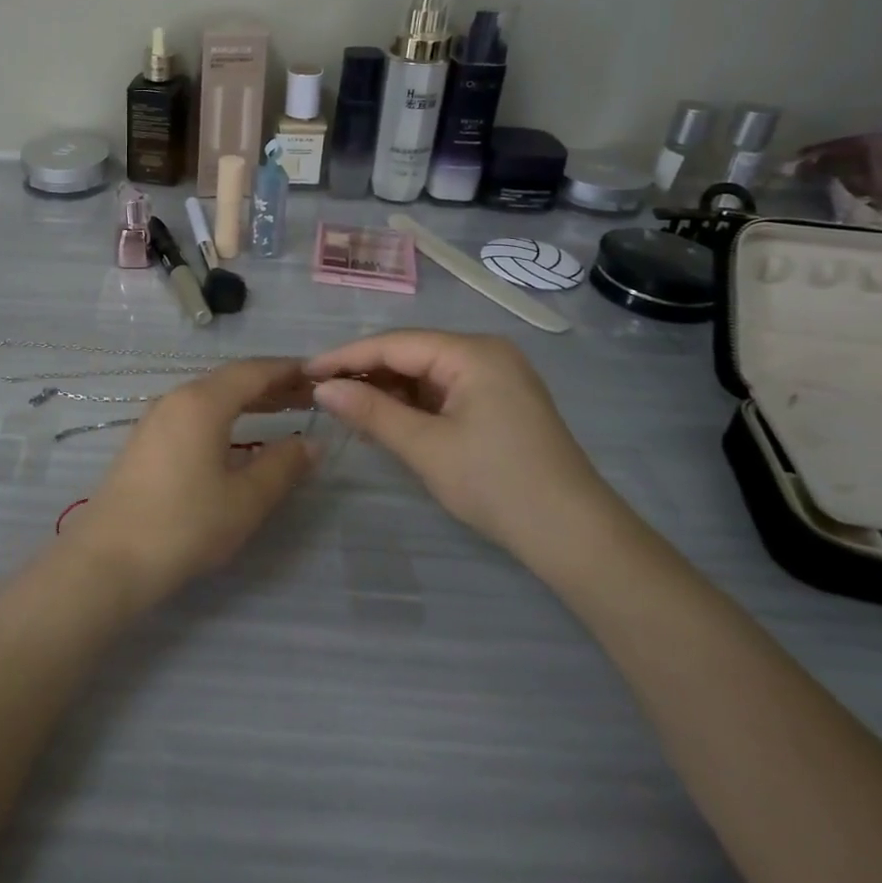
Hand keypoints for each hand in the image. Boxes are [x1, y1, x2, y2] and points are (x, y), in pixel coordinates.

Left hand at [64, 358, 316, 609]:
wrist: (109, 557)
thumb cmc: (184, 524)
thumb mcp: (244, 500)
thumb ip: (282, 466)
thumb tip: (312, 442)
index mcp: (203, 402)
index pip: (253, 371)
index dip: (289, 370)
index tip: (321, 375)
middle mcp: (177, 398)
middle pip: (231, 379)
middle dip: (272, 385)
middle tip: (311, 396)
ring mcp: (157, 418)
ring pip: (211, 395)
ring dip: (248, 399)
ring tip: (284, 410)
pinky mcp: (146, 440)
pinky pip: (194, 412)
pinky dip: (225, 414)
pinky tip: (239, 435)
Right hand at [304, 331, 617, 561]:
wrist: (576, 538)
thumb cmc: (498, 485)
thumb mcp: (426, 448)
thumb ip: (370, 412)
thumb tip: (321, 388)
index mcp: (473, 353)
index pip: (394, 344)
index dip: (345, 357)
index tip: (304, 372)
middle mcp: (485, 353)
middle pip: (409, 353)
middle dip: (364, 373)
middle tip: (319, 392)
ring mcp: (496, 377)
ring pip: (424, 373)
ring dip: (386, 389)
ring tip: (343, 407)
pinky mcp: (498, 402)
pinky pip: (442, 391)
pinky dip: (411, 404)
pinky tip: (383, 418)